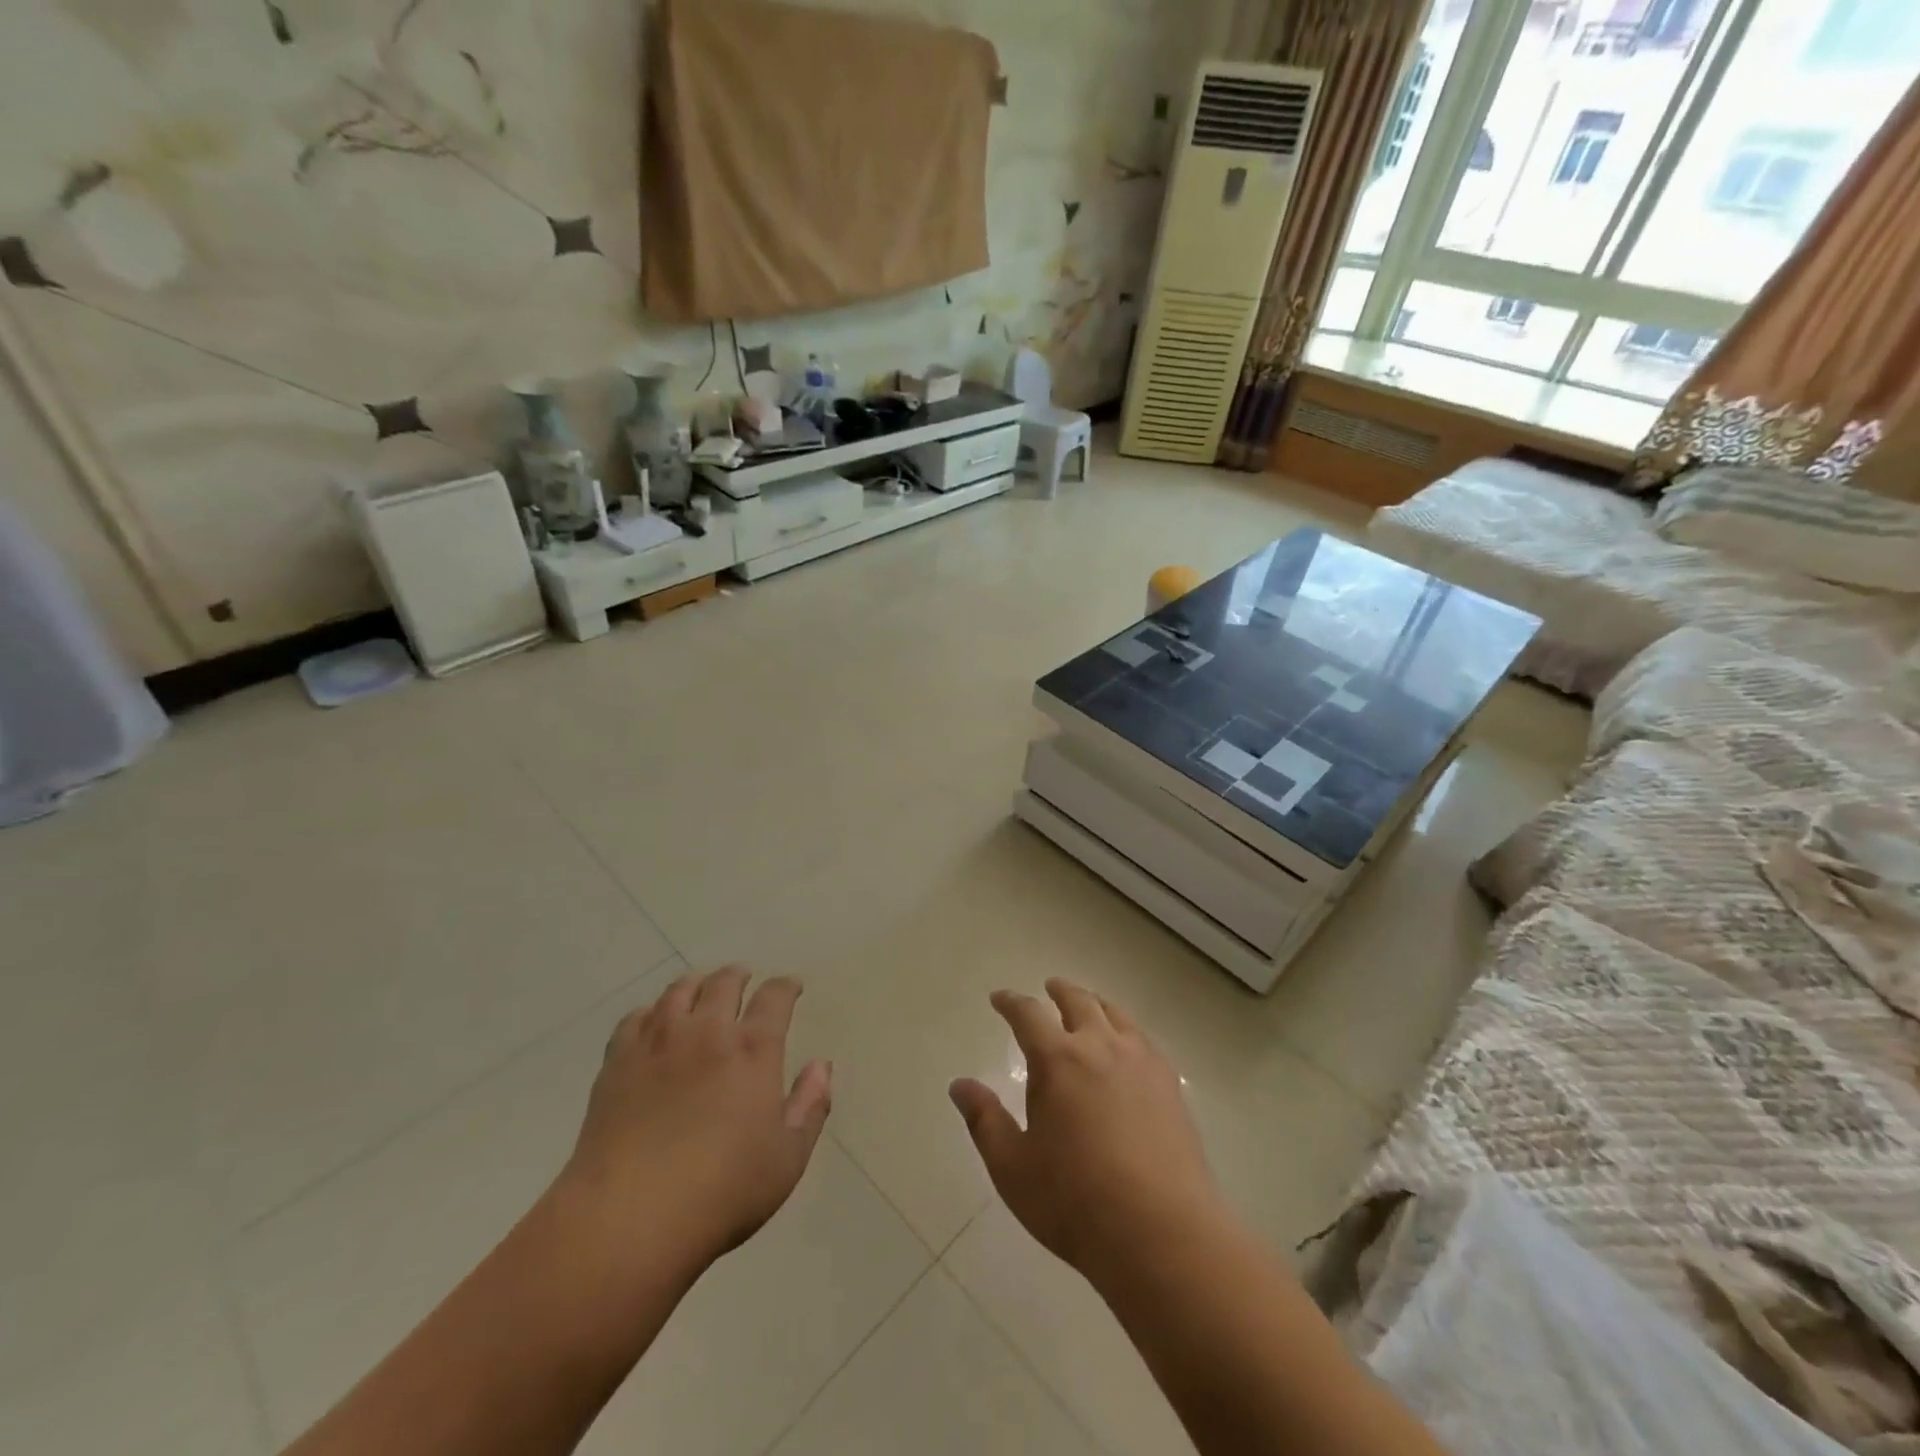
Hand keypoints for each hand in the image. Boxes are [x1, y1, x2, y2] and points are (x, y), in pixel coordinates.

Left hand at [560, 967, 832, 1274]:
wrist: (628, 1218)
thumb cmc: (722, 1193)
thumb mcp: (787, 1159)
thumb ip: (810, 1106)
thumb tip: (821, 1065)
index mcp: (754, 1049)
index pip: (775, 998)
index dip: (786, 987)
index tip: (792, 986)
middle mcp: (708, 1031)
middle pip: (724, 983)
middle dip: (739, 976)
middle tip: (743, 979)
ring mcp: (658, 1043)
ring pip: (679, 991)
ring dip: (696, 984)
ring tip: (700, 989)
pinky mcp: (618, 1062)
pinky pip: (635, 1018)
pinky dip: (651, 1012)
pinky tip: (652, 1023)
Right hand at [950, 978, 1227, 1278]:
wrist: (1162, 1232)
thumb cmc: (1075, 1201)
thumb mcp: (1012, 1168)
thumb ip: (984, 1120)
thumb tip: (960, 1085)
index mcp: (1057, 1060)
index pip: (1028, 1014)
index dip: (1010, 1002)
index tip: (999, 998)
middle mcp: (1100, 1046)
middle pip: (1078, 1001)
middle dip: (1058, 991)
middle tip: (1048, 988)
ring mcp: (1140, 1061)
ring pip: (1115, 1014)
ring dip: (1095, 1003)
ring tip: (1088, 1006)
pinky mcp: (1169, 1083)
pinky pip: (1144, 1039)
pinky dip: (1127, 1029)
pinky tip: (1127, 1045)